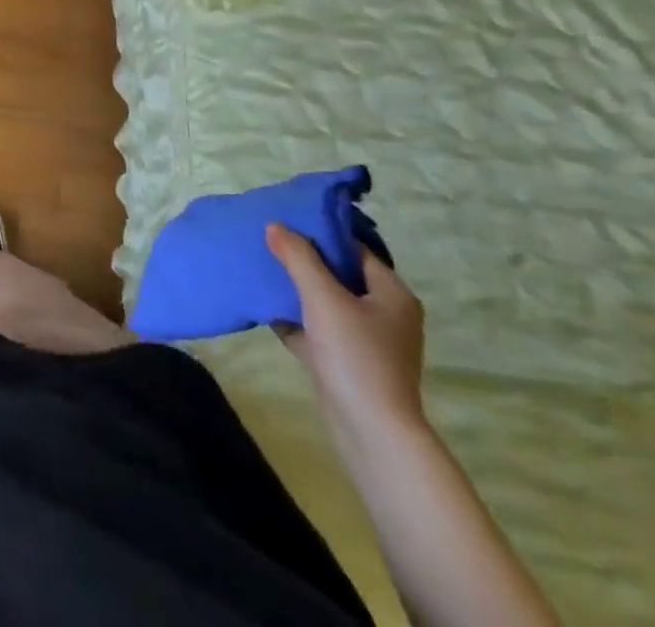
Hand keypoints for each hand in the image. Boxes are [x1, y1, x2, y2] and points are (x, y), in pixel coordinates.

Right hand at [266, 223, 425, 443]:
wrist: (371, 434)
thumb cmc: (355, 356)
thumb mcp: (323, 298)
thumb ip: (298, 258)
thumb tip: (275, 226)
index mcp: (392, 293)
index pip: (354, 249)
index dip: (321, 232)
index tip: (286, 221)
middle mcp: (385, 314)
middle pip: (339, 274)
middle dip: (303, 260)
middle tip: (269, 242)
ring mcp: (367, 342)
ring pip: (326, 303)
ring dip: (296, 290)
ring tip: (262, 270)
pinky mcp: (348, 364)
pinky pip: (318, 330)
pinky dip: (295, 320)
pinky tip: (266, 310)